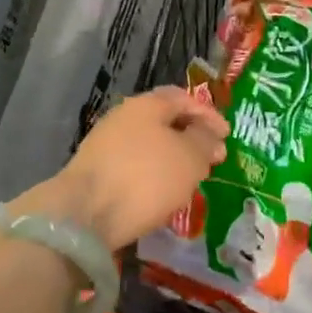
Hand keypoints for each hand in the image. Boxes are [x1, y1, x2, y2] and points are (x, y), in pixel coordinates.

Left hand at [14, 88, 228, 252]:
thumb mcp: (189, 158)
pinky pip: (134, 165)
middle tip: (210, 157)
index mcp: (147, 104)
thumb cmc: (146, 177)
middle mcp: (124, 116)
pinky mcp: (96, 170)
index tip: (227, 136)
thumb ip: (204, 142)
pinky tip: (161, 193)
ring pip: (149, 144)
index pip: (184, 98)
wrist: (84, 214)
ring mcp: (106, 143)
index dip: (209, 115)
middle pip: (164, 120)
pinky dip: (153, 173)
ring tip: (189, 178)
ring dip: (172, 157)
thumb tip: (209, 136)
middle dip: (190, 137)